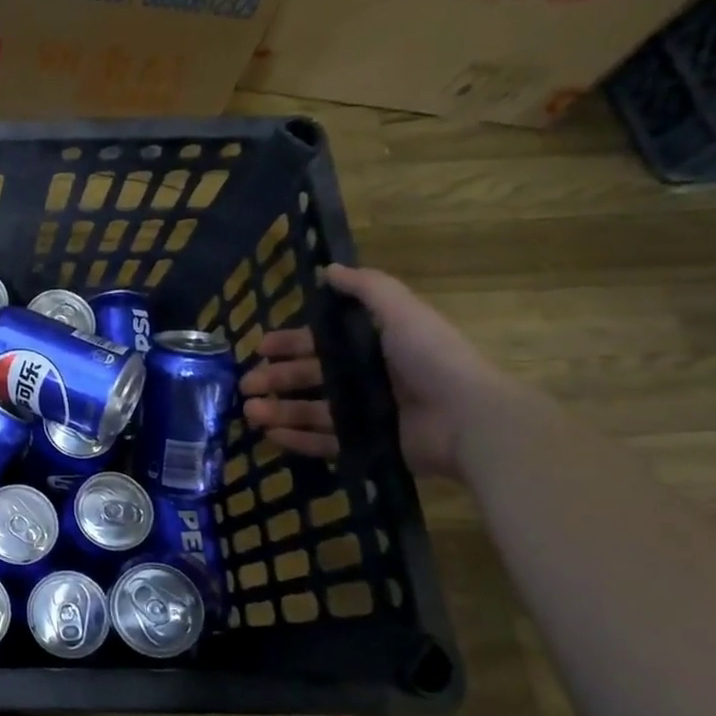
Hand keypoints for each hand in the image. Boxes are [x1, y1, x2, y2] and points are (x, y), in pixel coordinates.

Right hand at [239, 264, 505, 479]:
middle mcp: (368, 379)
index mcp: (374, 347)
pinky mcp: (369, 446)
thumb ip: (367, 288)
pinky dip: (297, 440)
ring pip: (311, 411)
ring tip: (249, 412)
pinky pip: (325, 443)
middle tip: (244, 385)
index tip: (260, 347)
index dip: (290, 343)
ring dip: (278, 410)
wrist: (470, 419)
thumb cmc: (433, 360)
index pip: (322, 343)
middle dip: (275, 379)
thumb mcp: (401, 312)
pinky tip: (271, 436)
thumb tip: (329, 269)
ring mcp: (368, 415)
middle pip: (311, 377)